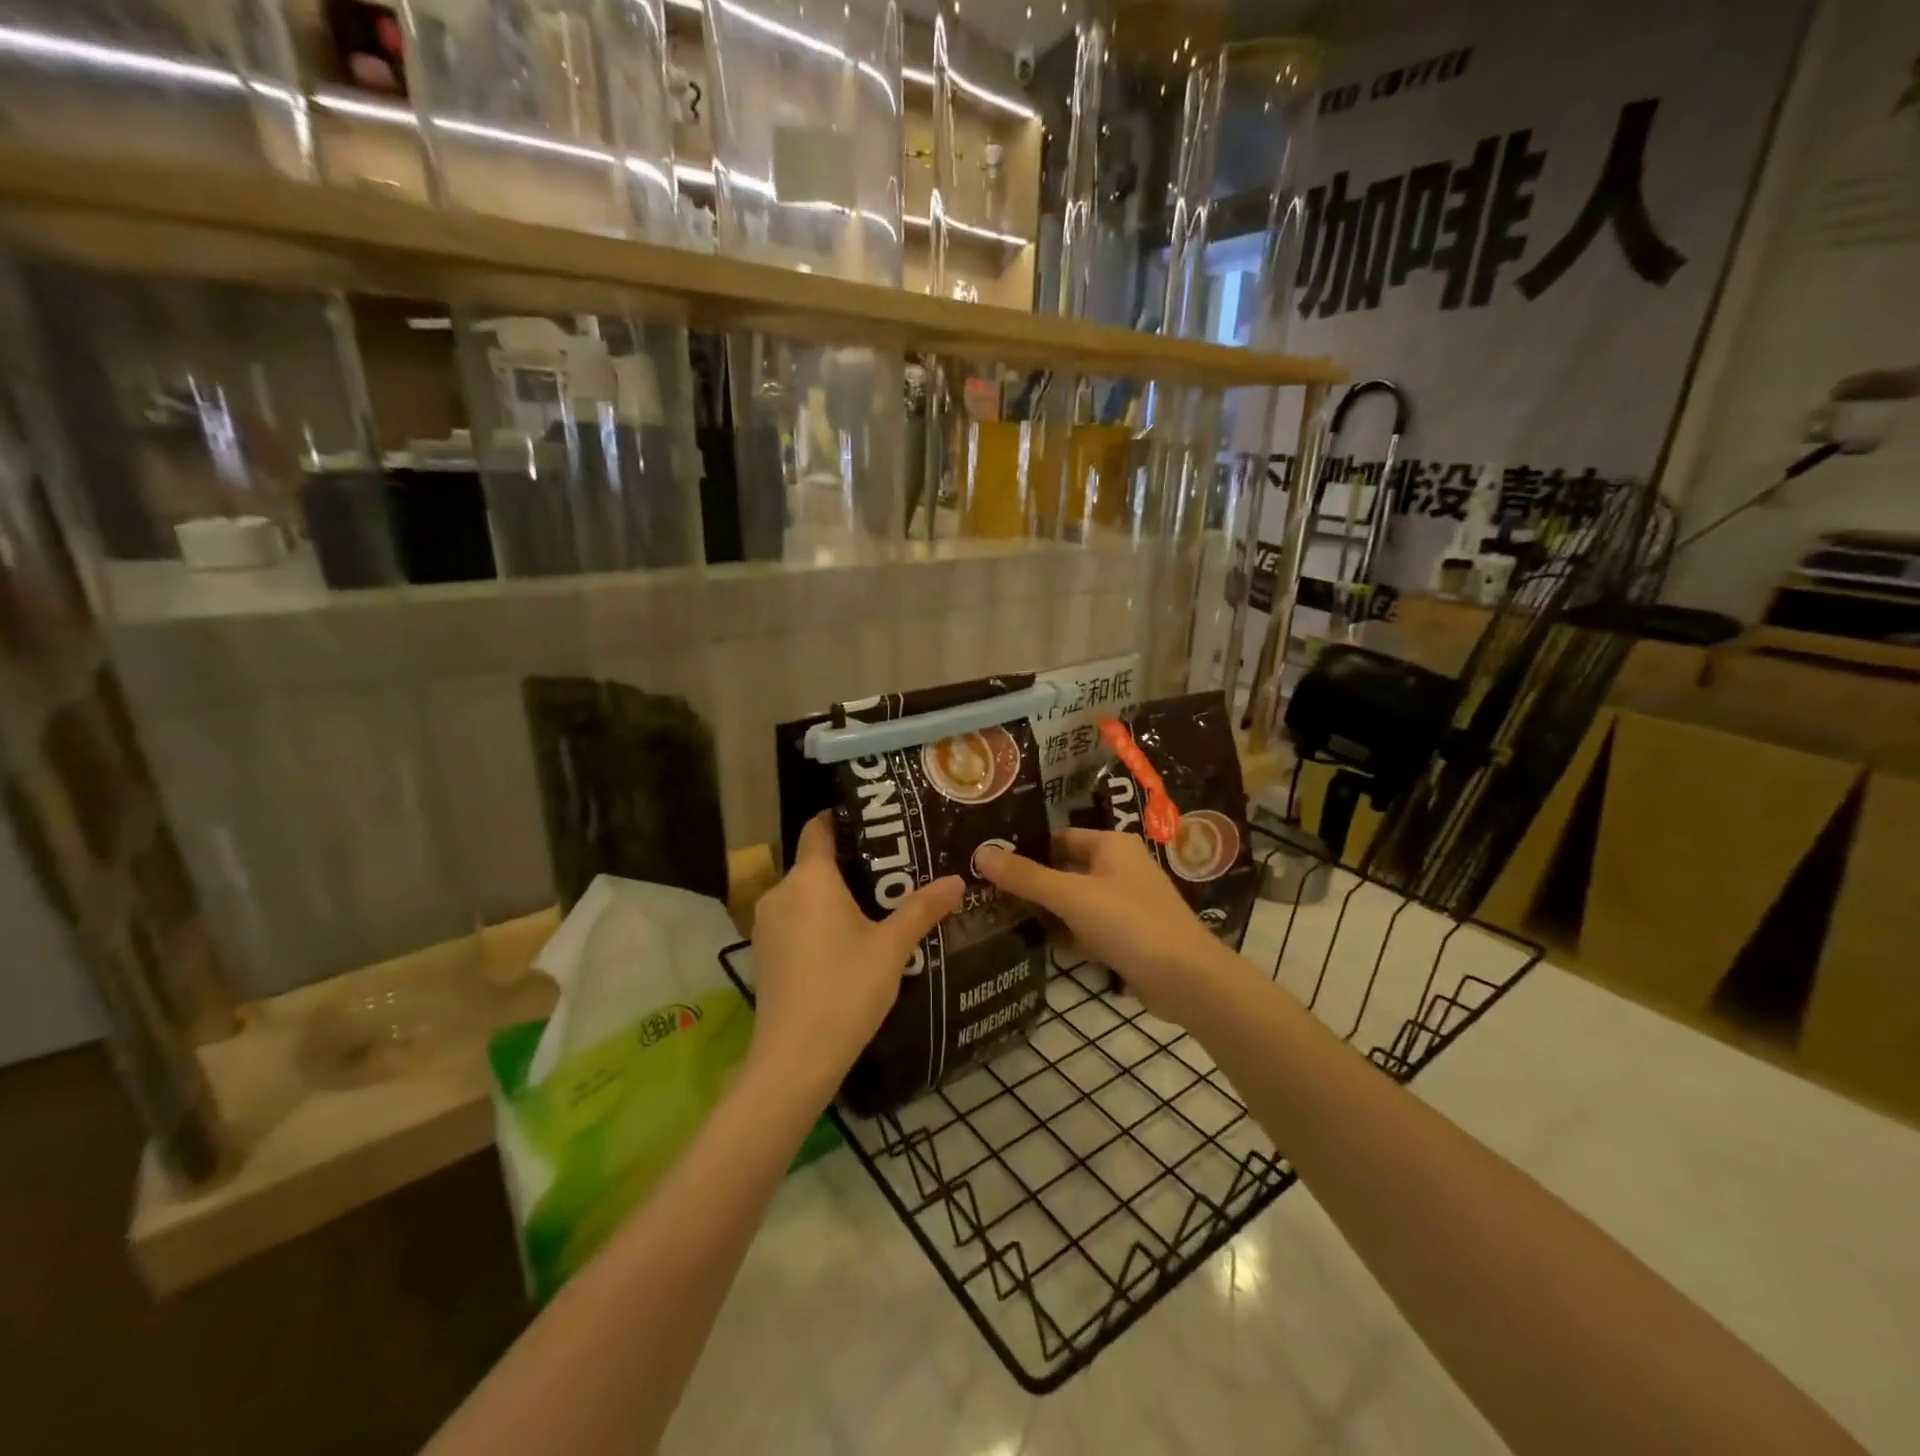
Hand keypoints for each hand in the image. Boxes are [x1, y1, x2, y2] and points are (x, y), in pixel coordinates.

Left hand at [747, 812, 962, 1102]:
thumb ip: (923, 909)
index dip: (841, 818)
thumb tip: (957, 880)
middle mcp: (781, 892)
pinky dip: (816, 921)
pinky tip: (845, 943)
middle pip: (814, 864)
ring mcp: (766, 925)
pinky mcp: (762, 954)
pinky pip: (793, 921)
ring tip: (874, 906)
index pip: (818, 828)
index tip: (872, 820)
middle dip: (849, 864)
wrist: (795, 1058)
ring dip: (832, 896)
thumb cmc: (846, 988)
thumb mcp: (892, 947)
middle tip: (891, 870)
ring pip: (803, 895)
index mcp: (810, 878)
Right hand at [976, 830, 1237, 1021]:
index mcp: (1111, 845)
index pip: (1057, 838)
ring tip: (996, 915)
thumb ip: (1026, 876)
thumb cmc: (1130, 923)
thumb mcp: (1072, 896)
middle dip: (1030, 882)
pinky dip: (1064, 934)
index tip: (987, 861)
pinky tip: (1033, 944)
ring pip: (1073, 902)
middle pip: (1063, 869)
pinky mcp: (1125, 936)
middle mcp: (1119, 867)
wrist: (1187, 981)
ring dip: (1045, 911)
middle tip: (983, 890)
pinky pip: (1085, 928)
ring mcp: (1124, 904)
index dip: (1025, 849)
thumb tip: (980, 852)